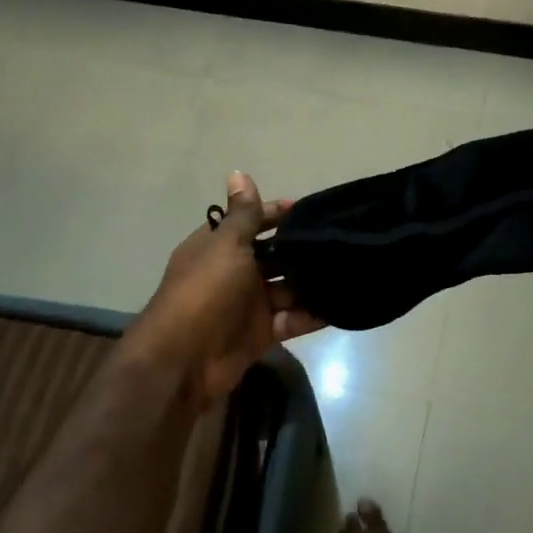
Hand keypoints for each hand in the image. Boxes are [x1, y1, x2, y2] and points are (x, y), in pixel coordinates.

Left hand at [126, 172, 325, 404]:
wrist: (183, 361)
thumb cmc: (204, 292)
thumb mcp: (226, 246)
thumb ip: (242, 214)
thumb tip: (238, 171)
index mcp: (218, 247)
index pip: (250, 222)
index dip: (276, 214)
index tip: (310, 211)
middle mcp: (233, 273)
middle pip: (273, 256)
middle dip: (301, 250)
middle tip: (341, 240)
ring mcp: (248, 305)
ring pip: (286, 288)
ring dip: (311, 282)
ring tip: (348, 270)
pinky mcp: (261, 333)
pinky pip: (292, 319)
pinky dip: (312, 314)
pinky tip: (341, 304)